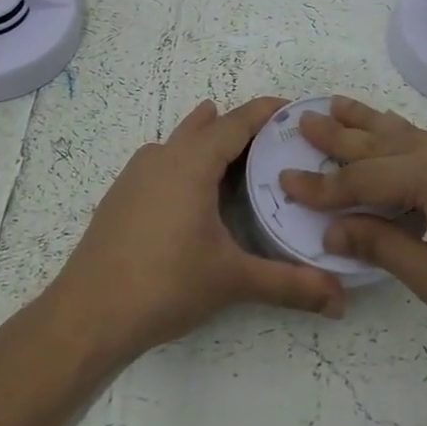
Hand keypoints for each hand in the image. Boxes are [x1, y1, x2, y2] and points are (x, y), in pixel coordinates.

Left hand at [49, 97, 346, 362]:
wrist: (87, 315)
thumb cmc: (164, 285)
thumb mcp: (232, 281)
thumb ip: (289, 285)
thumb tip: (340, 301)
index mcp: (191, 163)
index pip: (237, 122)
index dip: (268, 112)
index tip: (296, 110)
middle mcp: (162, 157)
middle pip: (208, 125)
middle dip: (242, 126)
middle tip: (278, 142)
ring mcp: (135, 175)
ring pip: (180, 141)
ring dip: (210, 140)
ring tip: (240, 155)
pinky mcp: (120, 195)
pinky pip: (162, 161)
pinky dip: (186, 161)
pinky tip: (194, 190)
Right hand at [278, 97, 426, 348]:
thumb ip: (381, 245)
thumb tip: (333, 230)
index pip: (361, 178)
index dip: (321, 187)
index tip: (283, 182)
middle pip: (381, 140)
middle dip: (339, 135)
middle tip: (303, 119)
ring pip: (407, 133)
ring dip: (370, 124)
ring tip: (338, 105)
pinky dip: (401, 141)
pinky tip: (393, 140)